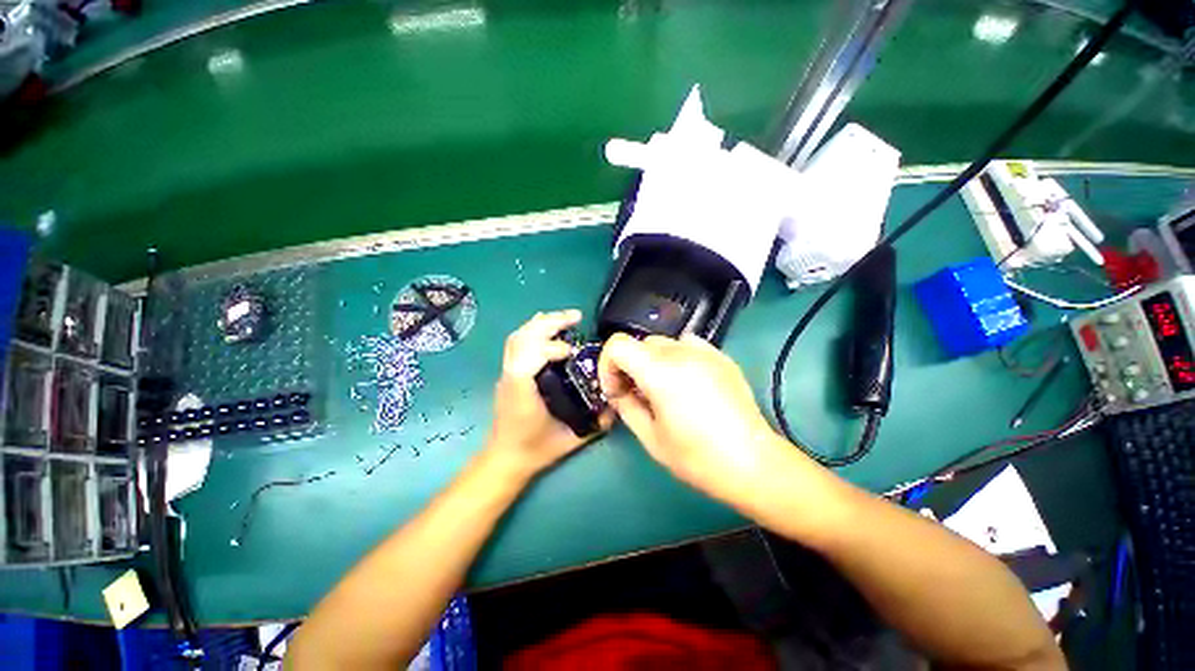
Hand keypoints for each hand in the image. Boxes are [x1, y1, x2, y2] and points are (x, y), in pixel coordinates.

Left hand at [485, 310, 611, 479]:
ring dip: (541, 323)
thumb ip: (595, 424)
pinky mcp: (508, 372)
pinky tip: (549, 329)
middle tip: (576, 317)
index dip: (550, 348)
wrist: (504, 459)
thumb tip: (618, 404)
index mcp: (521, 394)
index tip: (572, 351)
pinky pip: (517, 343)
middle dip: (548, 323)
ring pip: (517, 337)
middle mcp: (510, 378)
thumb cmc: (534, 450)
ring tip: (565, 319)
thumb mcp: (570, 440)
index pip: (527, 359)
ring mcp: (505, 373)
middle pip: (521, 338)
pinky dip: (534, 330)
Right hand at [598, 333, 791, 506]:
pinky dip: (676, 357)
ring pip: (662, 343)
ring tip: (662, 388)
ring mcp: (704, 351)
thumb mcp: (650, 437)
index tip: (616, 390)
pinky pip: (687, 345)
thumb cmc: (697, 457)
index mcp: (660, 372)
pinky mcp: (721, 357)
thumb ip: (626, 406)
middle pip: (639, 343)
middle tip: (636, 394)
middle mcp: (680, 352)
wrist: (753, 463)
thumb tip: (617, 391)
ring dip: (651, 361)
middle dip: (629, 366)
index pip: (617, 345)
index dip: (607, 365)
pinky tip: (686, 381)